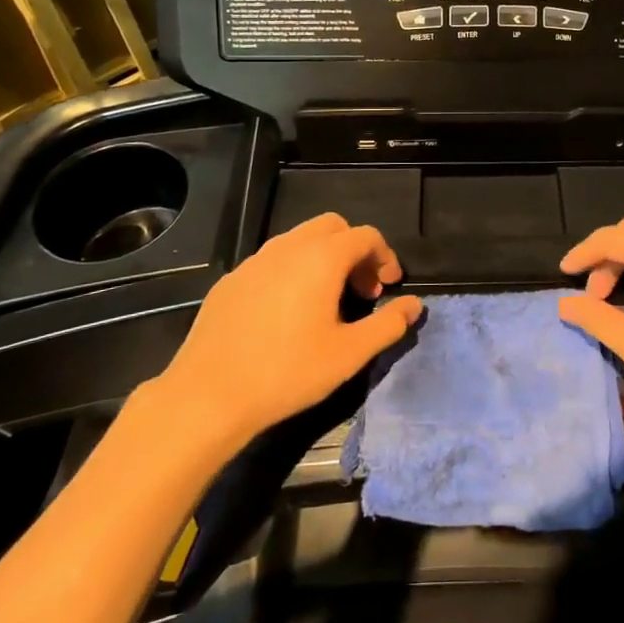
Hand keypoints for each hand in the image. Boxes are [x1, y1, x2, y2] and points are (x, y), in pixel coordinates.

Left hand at [152, 214, 422, 453]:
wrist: (208, 395)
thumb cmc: (287, 373)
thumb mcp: (349, 354)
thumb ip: (389, 325)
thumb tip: (415, 305)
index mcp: (322, 258)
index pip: (365, 236)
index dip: (384, 256)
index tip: (388, 288)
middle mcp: (289, 247)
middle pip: (333, 227)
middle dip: (354, 250)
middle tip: (360, 290)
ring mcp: (256, 260)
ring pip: (300, 239)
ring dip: (324, 258)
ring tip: (327, 301)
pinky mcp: (232, 278)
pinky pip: (273, 259)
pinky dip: (293, 270)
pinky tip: (287, 312)